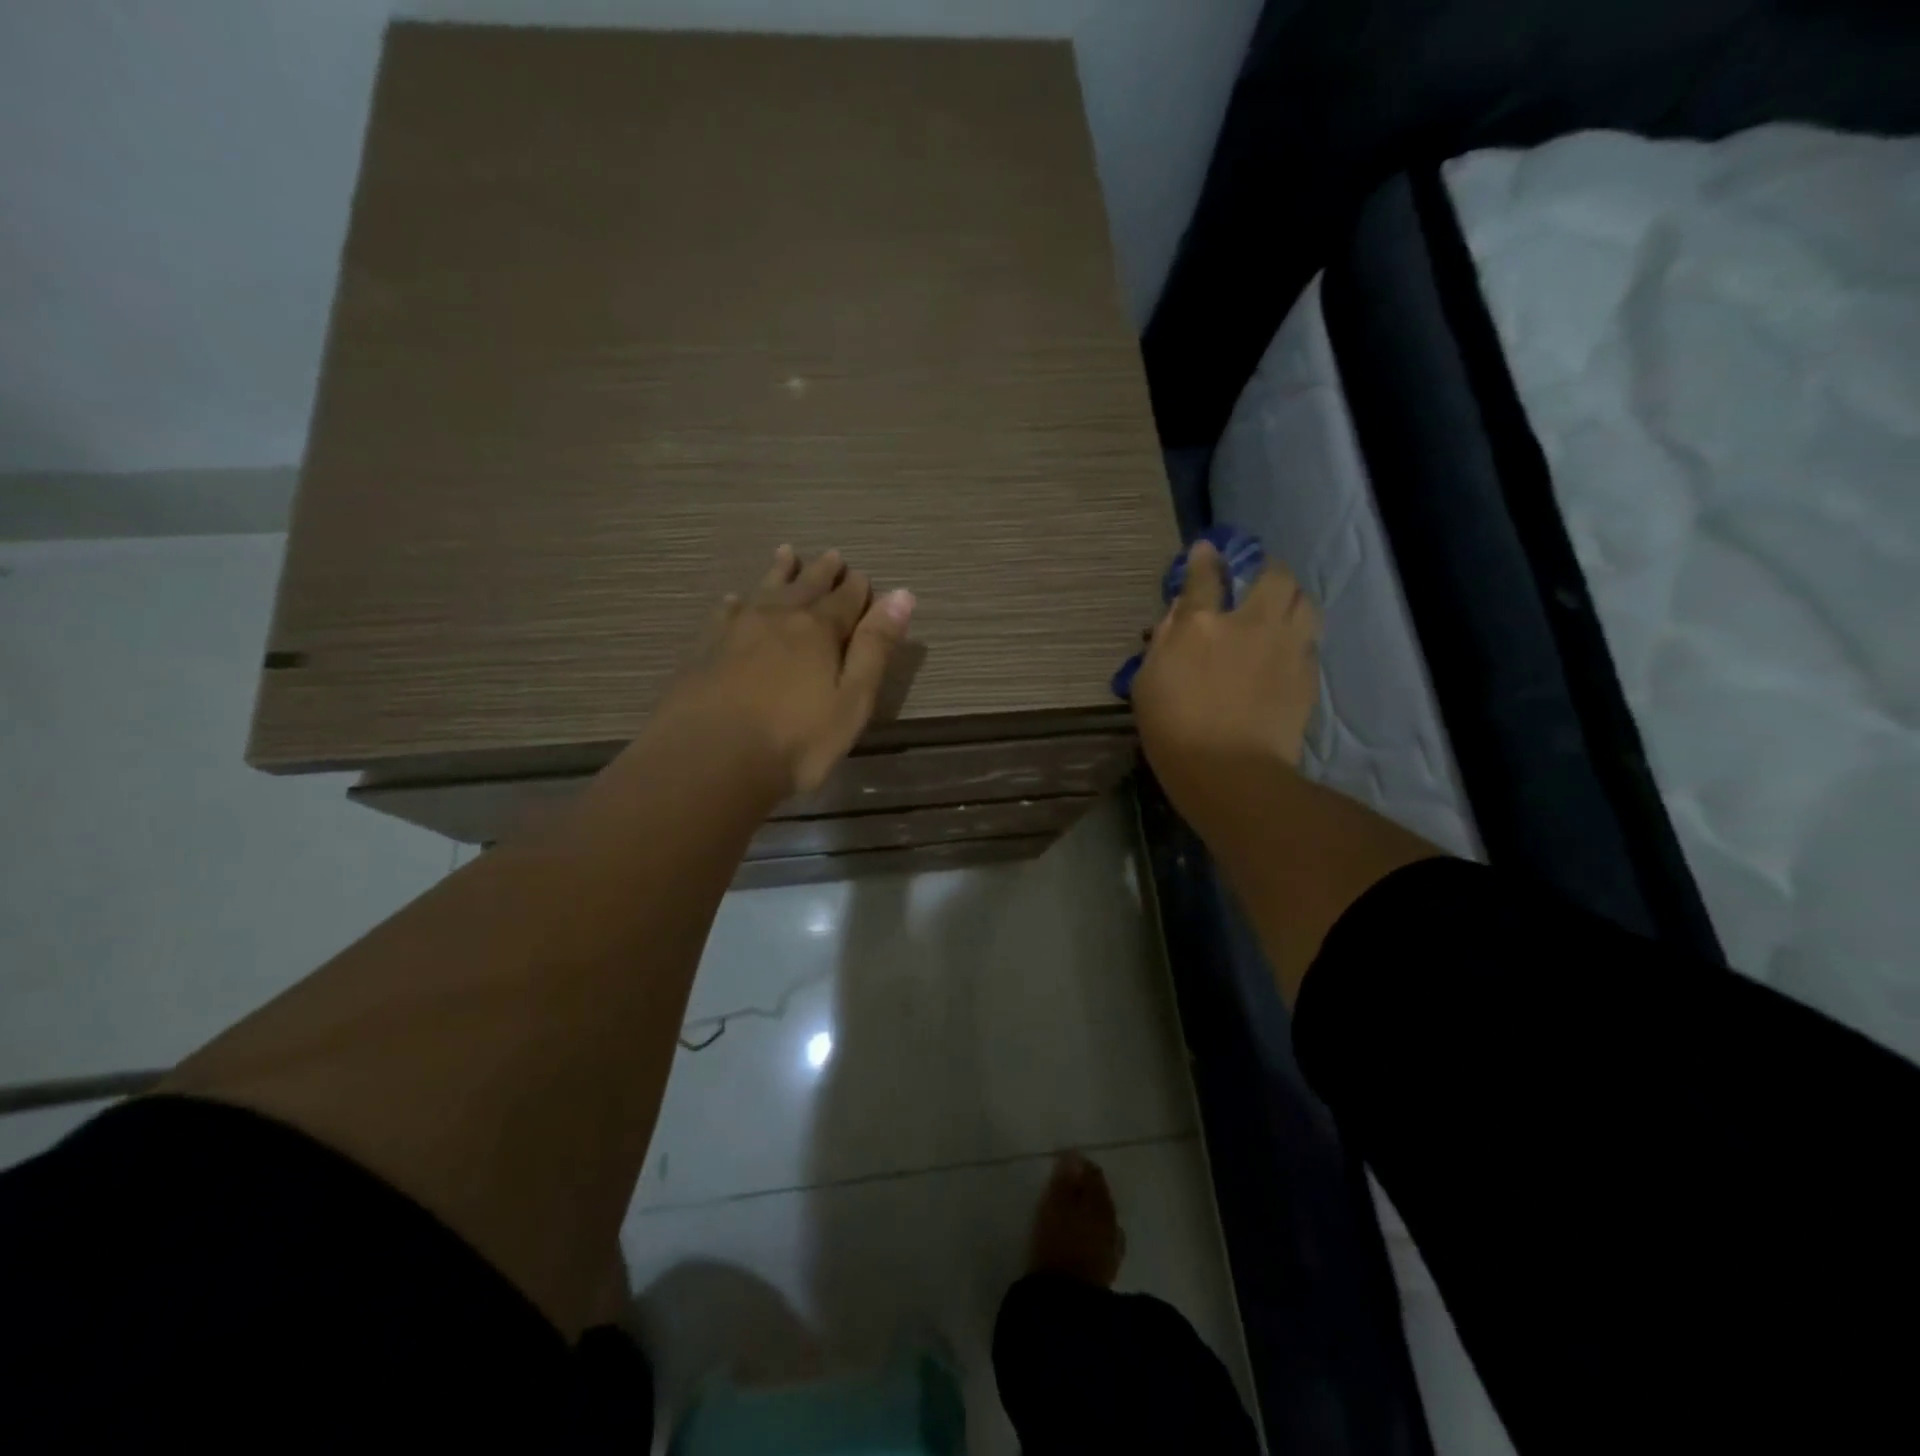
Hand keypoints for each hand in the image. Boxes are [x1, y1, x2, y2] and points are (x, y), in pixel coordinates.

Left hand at [655, 545, 914, 797]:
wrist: (710, 760)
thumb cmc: (796, 740)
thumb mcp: (853, 700)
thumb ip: (876, 647)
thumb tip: (902, 594)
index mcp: (818, 630)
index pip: (846, 599)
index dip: (858, 588)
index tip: (863, 576)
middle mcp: (777, 618)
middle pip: (806, 586)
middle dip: (823, 572)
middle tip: (833, 555)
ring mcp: (736, 630)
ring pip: (764, 590)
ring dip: (780, 572)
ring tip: (787, 553)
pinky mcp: (705, 649)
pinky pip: (725, 613)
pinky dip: (737, 602)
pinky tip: (735, 600)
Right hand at [1132, 539, 1320, 833]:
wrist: (1230, 773)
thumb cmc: (1173, 732)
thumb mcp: (1148, 684)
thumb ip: (1163, 642)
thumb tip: (1179, 614)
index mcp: (1201, 625)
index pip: (1205, 575)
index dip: (1205, 558)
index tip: (1207, 550)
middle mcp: (1249, 624)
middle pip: (1272, 576)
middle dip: (1264, 571)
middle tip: (1253, 582)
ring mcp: (1285, 647)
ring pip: (1303, 601)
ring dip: (1290, 599)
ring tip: (1278, 611)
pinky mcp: (1307, 673)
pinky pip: (1308, 640)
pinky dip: (1297, 636)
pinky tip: (1284, 651)